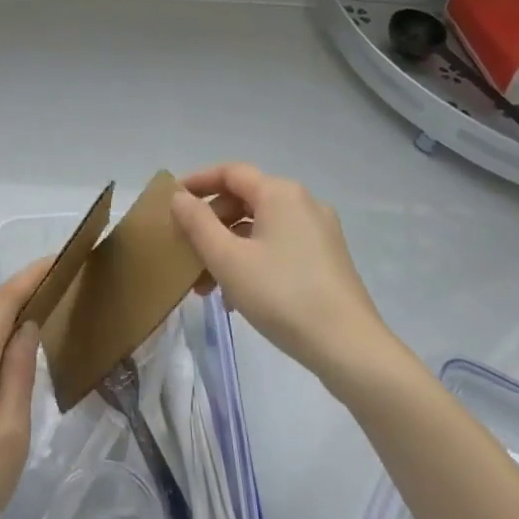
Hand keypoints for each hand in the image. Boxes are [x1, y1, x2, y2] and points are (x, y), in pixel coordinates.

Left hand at [0, 258, 47, 518]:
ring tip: (37, 323)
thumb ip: (17, 375)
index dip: (29, 278)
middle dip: (18, 298)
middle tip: (57, 290)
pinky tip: (0, 366)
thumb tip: (25, 329)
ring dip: (1, 324)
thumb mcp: (8, 437)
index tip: (58, 258)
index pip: (0, 304)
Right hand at [170, 163, 394, 382]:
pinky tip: (236, 297)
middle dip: (210, 225)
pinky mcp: (327, 258)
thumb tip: (179, 197)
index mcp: (280, 193)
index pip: (230, 172)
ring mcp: (319, 231)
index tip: (170, 201)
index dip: (197, 182)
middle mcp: (303, 203)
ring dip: (228, 249)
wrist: (347, 345)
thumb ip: (197, 223)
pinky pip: (278, 247)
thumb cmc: (280, 294)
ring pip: (260, 228)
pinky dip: (252, 260)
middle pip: (245, 200)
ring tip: (205, 287)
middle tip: (185, 252)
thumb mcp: (227, 259)